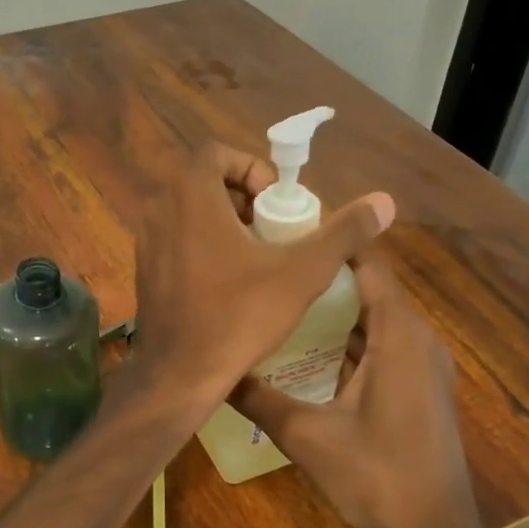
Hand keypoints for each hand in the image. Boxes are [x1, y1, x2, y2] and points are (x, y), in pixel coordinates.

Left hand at [126, 142, 392, 419]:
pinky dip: (201, 246)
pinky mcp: (143, 271)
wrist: (179, 374)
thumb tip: (385, 201)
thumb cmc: (238, 316)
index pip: (216, 153)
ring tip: (256, 257)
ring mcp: (146, 242)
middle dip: (242, 198)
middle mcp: (159, 210)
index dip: (252, 168)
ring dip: (222, 223)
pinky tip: (228, 283)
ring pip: (188, 213)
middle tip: (272, 229)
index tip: (276, 202)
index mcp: (189, 196)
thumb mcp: (301, 273)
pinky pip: (175, 240)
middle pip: (203, 182)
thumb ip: (342, 233)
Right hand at [228, 254, 483, 527]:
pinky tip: (306, 347)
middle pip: (370, 287)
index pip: (369, 265)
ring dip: (334, 307)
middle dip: (323, 273)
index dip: (333, 242)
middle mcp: (417, 340)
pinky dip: (348, 337)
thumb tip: (212, 371)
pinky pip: (382, 344)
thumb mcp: (306, 436)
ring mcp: (422, 365)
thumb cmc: (376, 477)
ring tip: (281, 297)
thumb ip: (258, 398)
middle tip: (271, 264)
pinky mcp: (418, 388)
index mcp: (398, 336)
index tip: (286, 229)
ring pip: (375, 318)